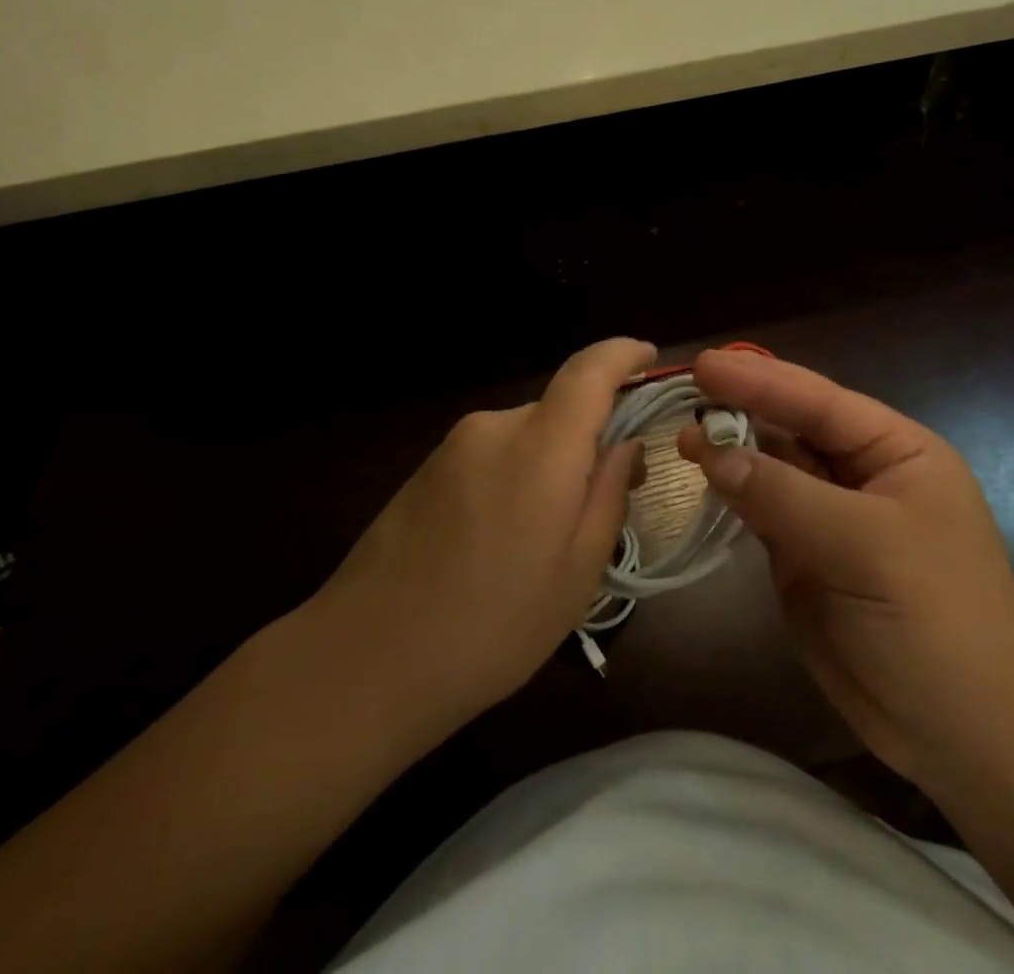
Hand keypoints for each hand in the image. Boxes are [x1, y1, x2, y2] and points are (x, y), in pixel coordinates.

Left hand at [312, 338, 652, 730]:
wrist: (365, 659)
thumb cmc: (491, 626)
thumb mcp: (576, 574)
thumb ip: (608, 495)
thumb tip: (624, 446)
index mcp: (539, 447)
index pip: (589, 370)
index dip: (623, 355)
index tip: (648, 357)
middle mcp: (494, 428)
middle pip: (559, 411)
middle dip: (589, 443)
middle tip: (603, 506)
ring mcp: (453, 447)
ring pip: (526, 438)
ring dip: (549, 468)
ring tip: (544, 543)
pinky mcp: (425, 469)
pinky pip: (491, 456)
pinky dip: (514, 479)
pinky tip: (500, 544)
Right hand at [678, 349, 1013, 794]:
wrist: (965, 737)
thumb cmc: (936, 622)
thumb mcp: (866, 547)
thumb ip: (784, 494)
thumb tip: (711, 451)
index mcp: (896, 453)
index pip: (819, 402)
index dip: (761, 379)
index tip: (704, 364)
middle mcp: (861, 475)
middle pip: (792, 428)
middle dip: (741, 408)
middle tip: (684, 390)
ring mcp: (830, 517)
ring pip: (771, 468)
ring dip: (730, 450)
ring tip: (681, 433)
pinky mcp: (804, 558)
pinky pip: (761, 510)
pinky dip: (731, 492)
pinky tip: (702, 475)